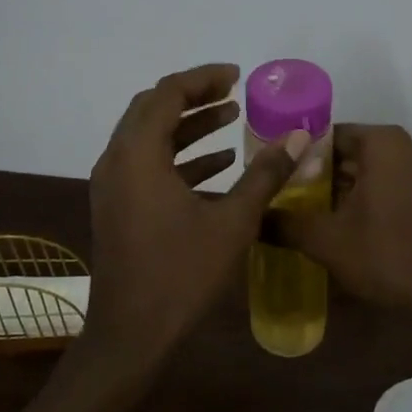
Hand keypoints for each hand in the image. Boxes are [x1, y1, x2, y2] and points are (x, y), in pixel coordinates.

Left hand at [85, 63, 309, 367]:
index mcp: (138, 154)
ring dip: (188, 126)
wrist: (131, 334)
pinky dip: (178, 157)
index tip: (238, 77)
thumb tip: (299, 137)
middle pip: (153, 108)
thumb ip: (265, 174)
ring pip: (148, 137)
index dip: (204, 79)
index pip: (168, 94)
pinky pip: (146, 165)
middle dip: (194, 97)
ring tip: (232, 120)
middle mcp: (117, 160)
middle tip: (233, 94)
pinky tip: (218, 164)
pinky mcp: (117, 206)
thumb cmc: (181, 274)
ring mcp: (112, 185)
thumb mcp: (232, 222)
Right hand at [272, 124, 411, 351]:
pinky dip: (370, 202)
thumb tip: (254, 218)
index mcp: (384, 144)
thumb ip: (285, 224)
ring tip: (312, 216)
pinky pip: (394, 189)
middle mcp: (409, 148)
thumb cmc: (387, 256)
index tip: (277, 178)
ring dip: (345, 192)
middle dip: (320, 176)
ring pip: (373, 174)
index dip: (299, 156)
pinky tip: (349, 229)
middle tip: (288, 199)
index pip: (328, 136)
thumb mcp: (326, 241)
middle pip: (351, 155)